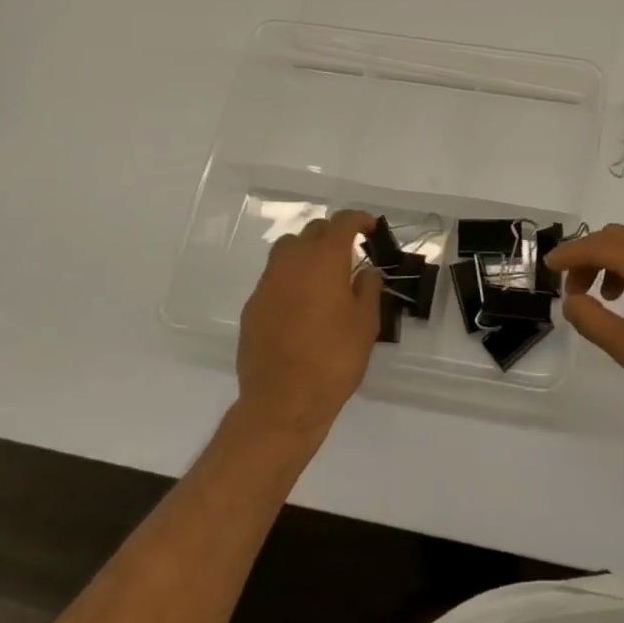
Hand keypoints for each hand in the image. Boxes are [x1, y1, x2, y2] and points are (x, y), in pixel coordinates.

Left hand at [236, 211, 381, 443]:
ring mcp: (268, 283)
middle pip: (313, 230)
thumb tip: (364, 272)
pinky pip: (274, 277)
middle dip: (333, 235)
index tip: (371, 229)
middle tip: (350, 254)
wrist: (283, 403)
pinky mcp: (252, 306)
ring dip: (307, 252)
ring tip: (322, 274)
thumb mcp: (366, 323)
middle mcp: (293, 262)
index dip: (359, 220)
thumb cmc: (334, 359)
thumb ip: (368, 288)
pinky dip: (290, 278)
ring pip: (288, 249)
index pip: (342, 222)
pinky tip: (301, 304)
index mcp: (324, 259)